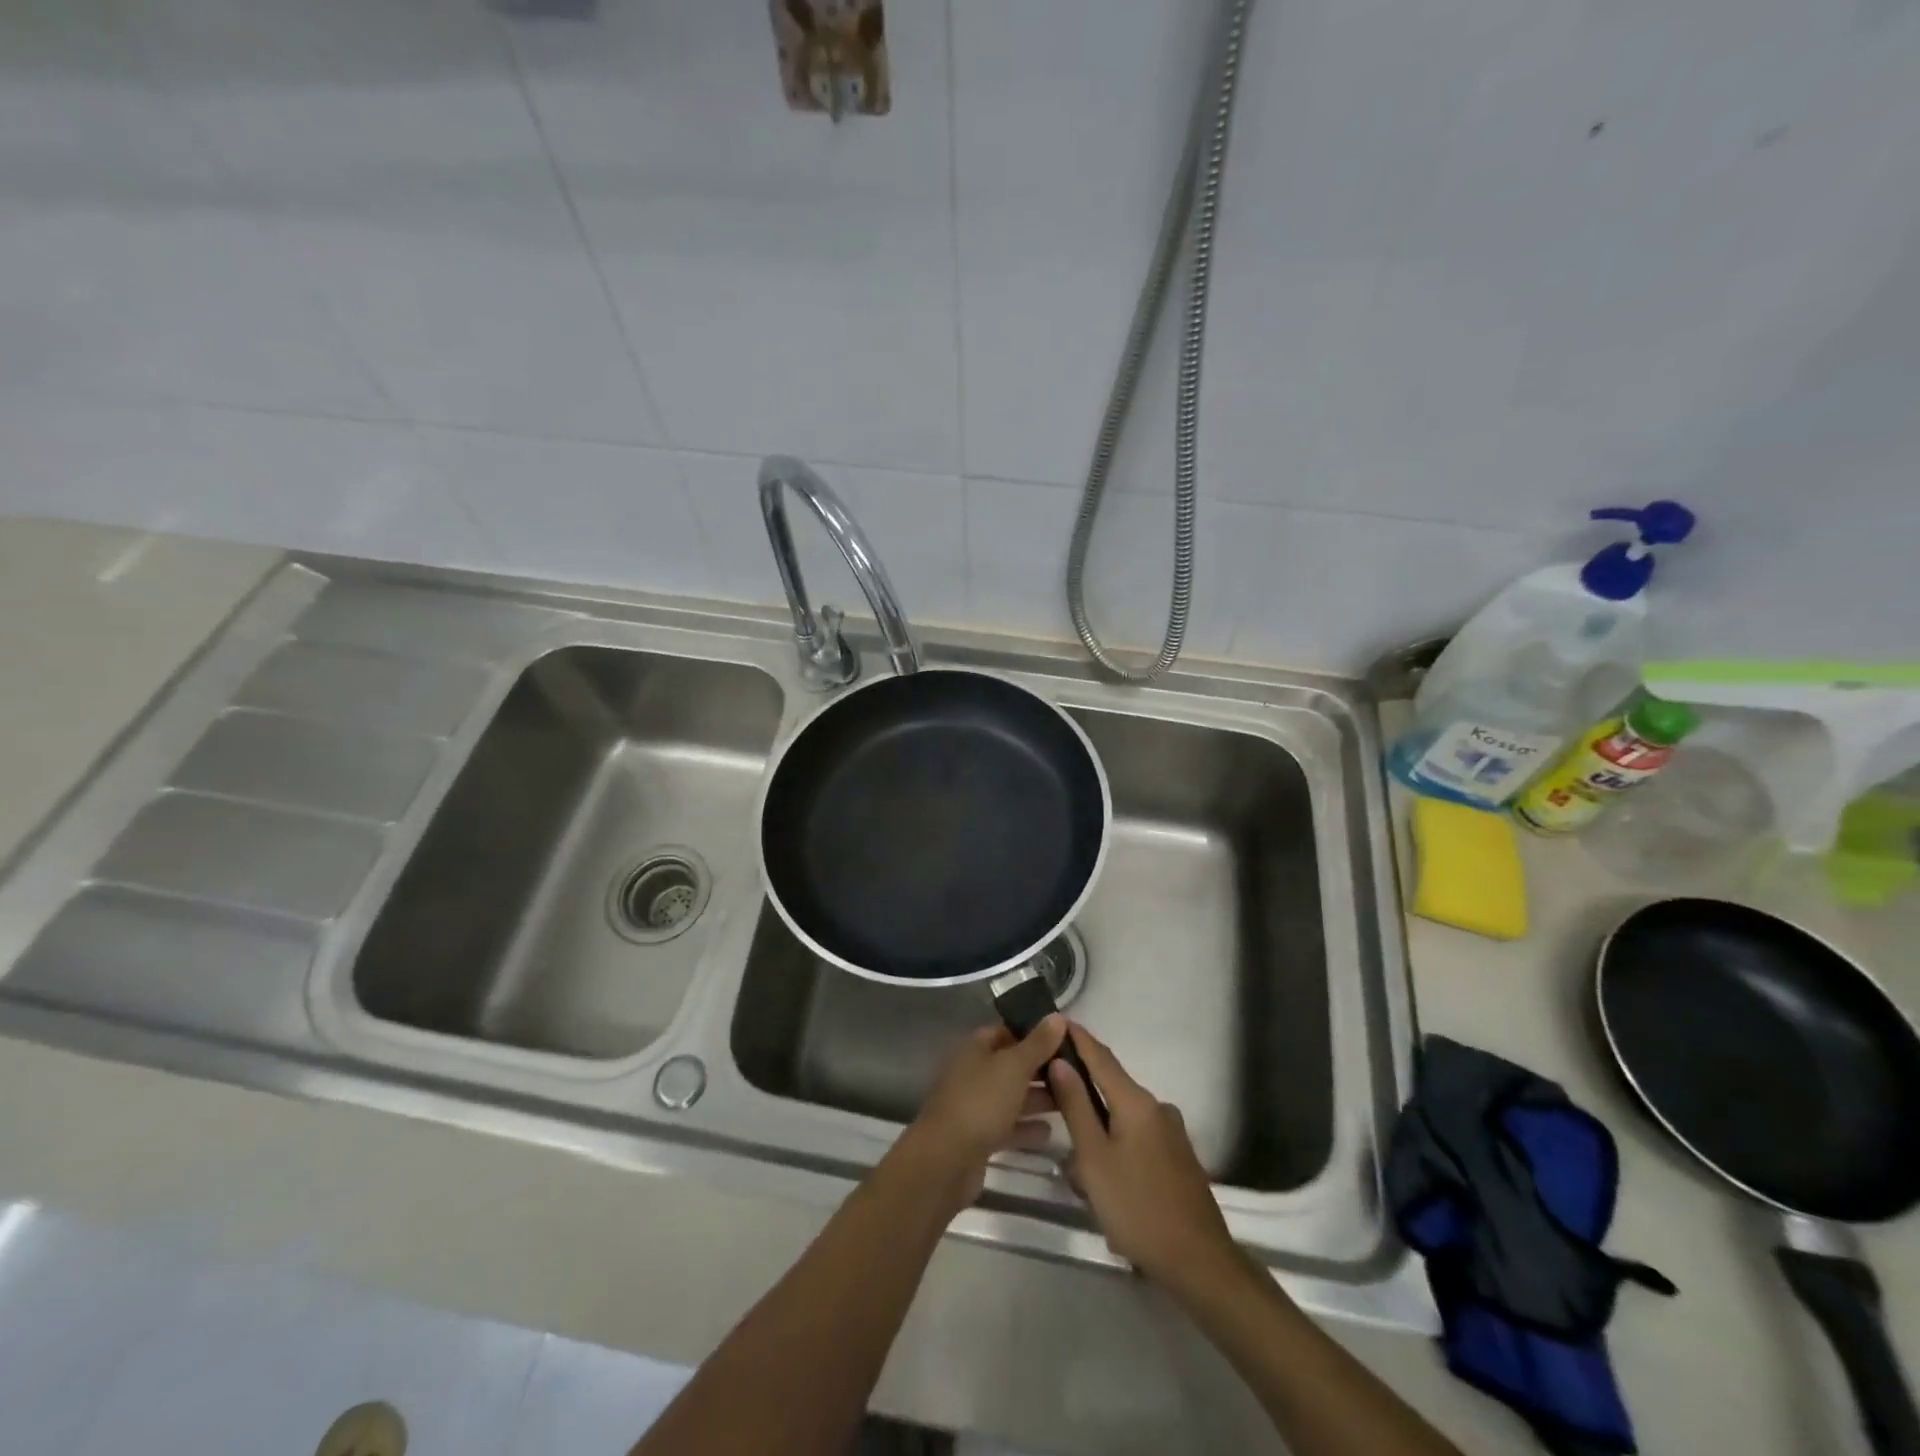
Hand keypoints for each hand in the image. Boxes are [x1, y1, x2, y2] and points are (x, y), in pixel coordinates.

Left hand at [895, 1017, 1065, 1212]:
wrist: (946, 1161)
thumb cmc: (981, 1102)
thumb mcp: (1014, 1067)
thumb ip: (1038, 1043)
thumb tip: (1057, 1016)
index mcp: (975, 1048)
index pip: (1007, 1030)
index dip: (1034, 1033)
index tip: (1065, 1038)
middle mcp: (973, 1072)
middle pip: (1011, 1065)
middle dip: (1041, 1068)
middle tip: (1076, 1073)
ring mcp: (974, 1105)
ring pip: (1011, 1096)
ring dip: (1037, 1099)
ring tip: (1070, 1101)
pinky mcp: (978, 1137)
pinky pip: (1007, 1126)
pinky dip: (1026, 1127)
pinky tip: (1049, 1133)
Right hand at [1048, 1024, 1242, 1292]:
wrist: (1199, 1262)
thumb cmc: (1137, 1207)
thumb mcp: (1094, 1158)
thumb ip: (1076, 1107)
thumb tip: (1060, 1062)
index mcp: (1136, 1101)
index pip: (1100, 1056)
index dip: (1078, 1038)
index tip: (1056, 1020)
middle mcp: (1157, 1107)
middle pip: (1112, 1085)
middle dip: (1082, 1087)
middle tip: (1049, 1090)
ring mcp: (1171, 1132)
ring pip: (1123, 1116)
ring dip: (1098, 1125)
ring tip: (1072, 1154)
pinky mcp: (1177, 1157)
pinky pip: (1137, 1135)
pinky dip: (1115, 1142)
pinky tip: (1102, 1174)